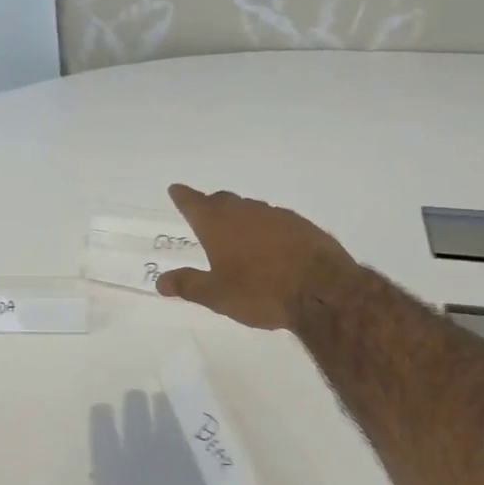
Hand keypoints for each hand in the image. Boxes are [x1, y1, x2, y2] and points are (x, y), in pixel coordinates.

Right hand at [155, 185, 356, 330]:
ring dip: (239, 215)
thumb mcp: (217, 295)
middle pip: (222, 201)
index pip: (193, 203)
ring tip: (236, 231)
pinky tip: (269, 243)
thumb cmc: (260, 292)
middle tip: (204, 211)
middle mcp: (245, 212)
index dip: (182, 196)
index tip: (175, 189)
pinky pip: (274, 220)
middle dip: (210, 204)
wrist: (322, 290)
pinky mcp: (301, 225)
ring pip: (250, 209)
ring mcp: (276, 215)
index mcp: (218, 225)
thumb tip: (160, 281)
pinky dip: (265, 227)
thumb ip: (188, 285)